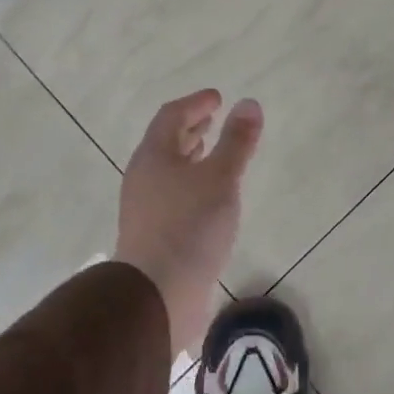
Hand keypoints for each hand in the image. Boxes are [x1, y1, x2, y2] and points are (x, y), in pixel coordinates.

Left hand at [116, 90, 263, 357]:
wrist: (157, 296)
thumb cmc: (189, 227)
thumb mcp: (220, 178)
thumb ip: (236, 142)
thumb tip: (249, 104)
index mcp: (154, 156)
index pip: (172, 116)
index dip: (196, 103)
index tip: (218, 98)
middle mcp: (144, 177)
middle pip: (166, 142)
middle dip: (191, 128)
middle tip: (214, 120)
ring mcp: (146, 208)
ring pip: (169, 171)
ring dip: (191, 156)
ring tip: (213, 153)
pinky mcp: (154, 235)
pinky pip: (173, 195)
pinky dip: (192, 183)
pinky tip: (210, 198)